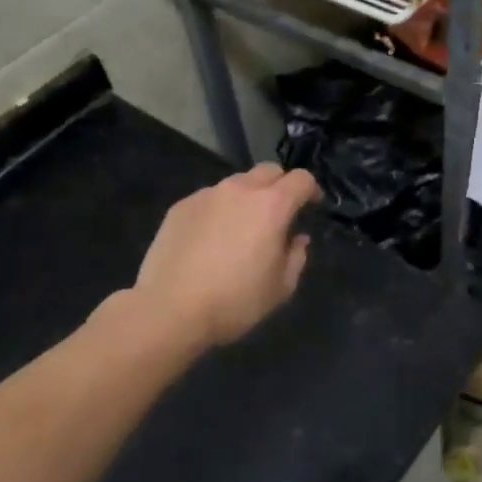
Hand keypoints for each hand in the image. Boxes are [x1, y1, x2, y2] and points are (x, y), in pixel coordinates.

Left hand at [131, 164, 320, 347]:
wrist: (170, 309)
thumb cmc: (234, 301)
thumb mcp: (281, 288)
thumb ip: (296, 256)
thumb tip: (297, 238)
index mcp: (271, 206)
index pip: (301, 179)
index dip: (311, 190)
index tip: (312, 206)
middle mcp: (239, 190)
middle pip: (269, 171)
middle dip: (280, 185)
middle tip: (279, 213)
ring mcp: (207, 195)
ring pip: (237, 184)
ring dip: (248, 197)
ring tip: (242, 227)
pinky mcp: (180, 206)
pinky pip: (209, 199)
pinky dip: (219, 210)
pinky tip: (211, 239)